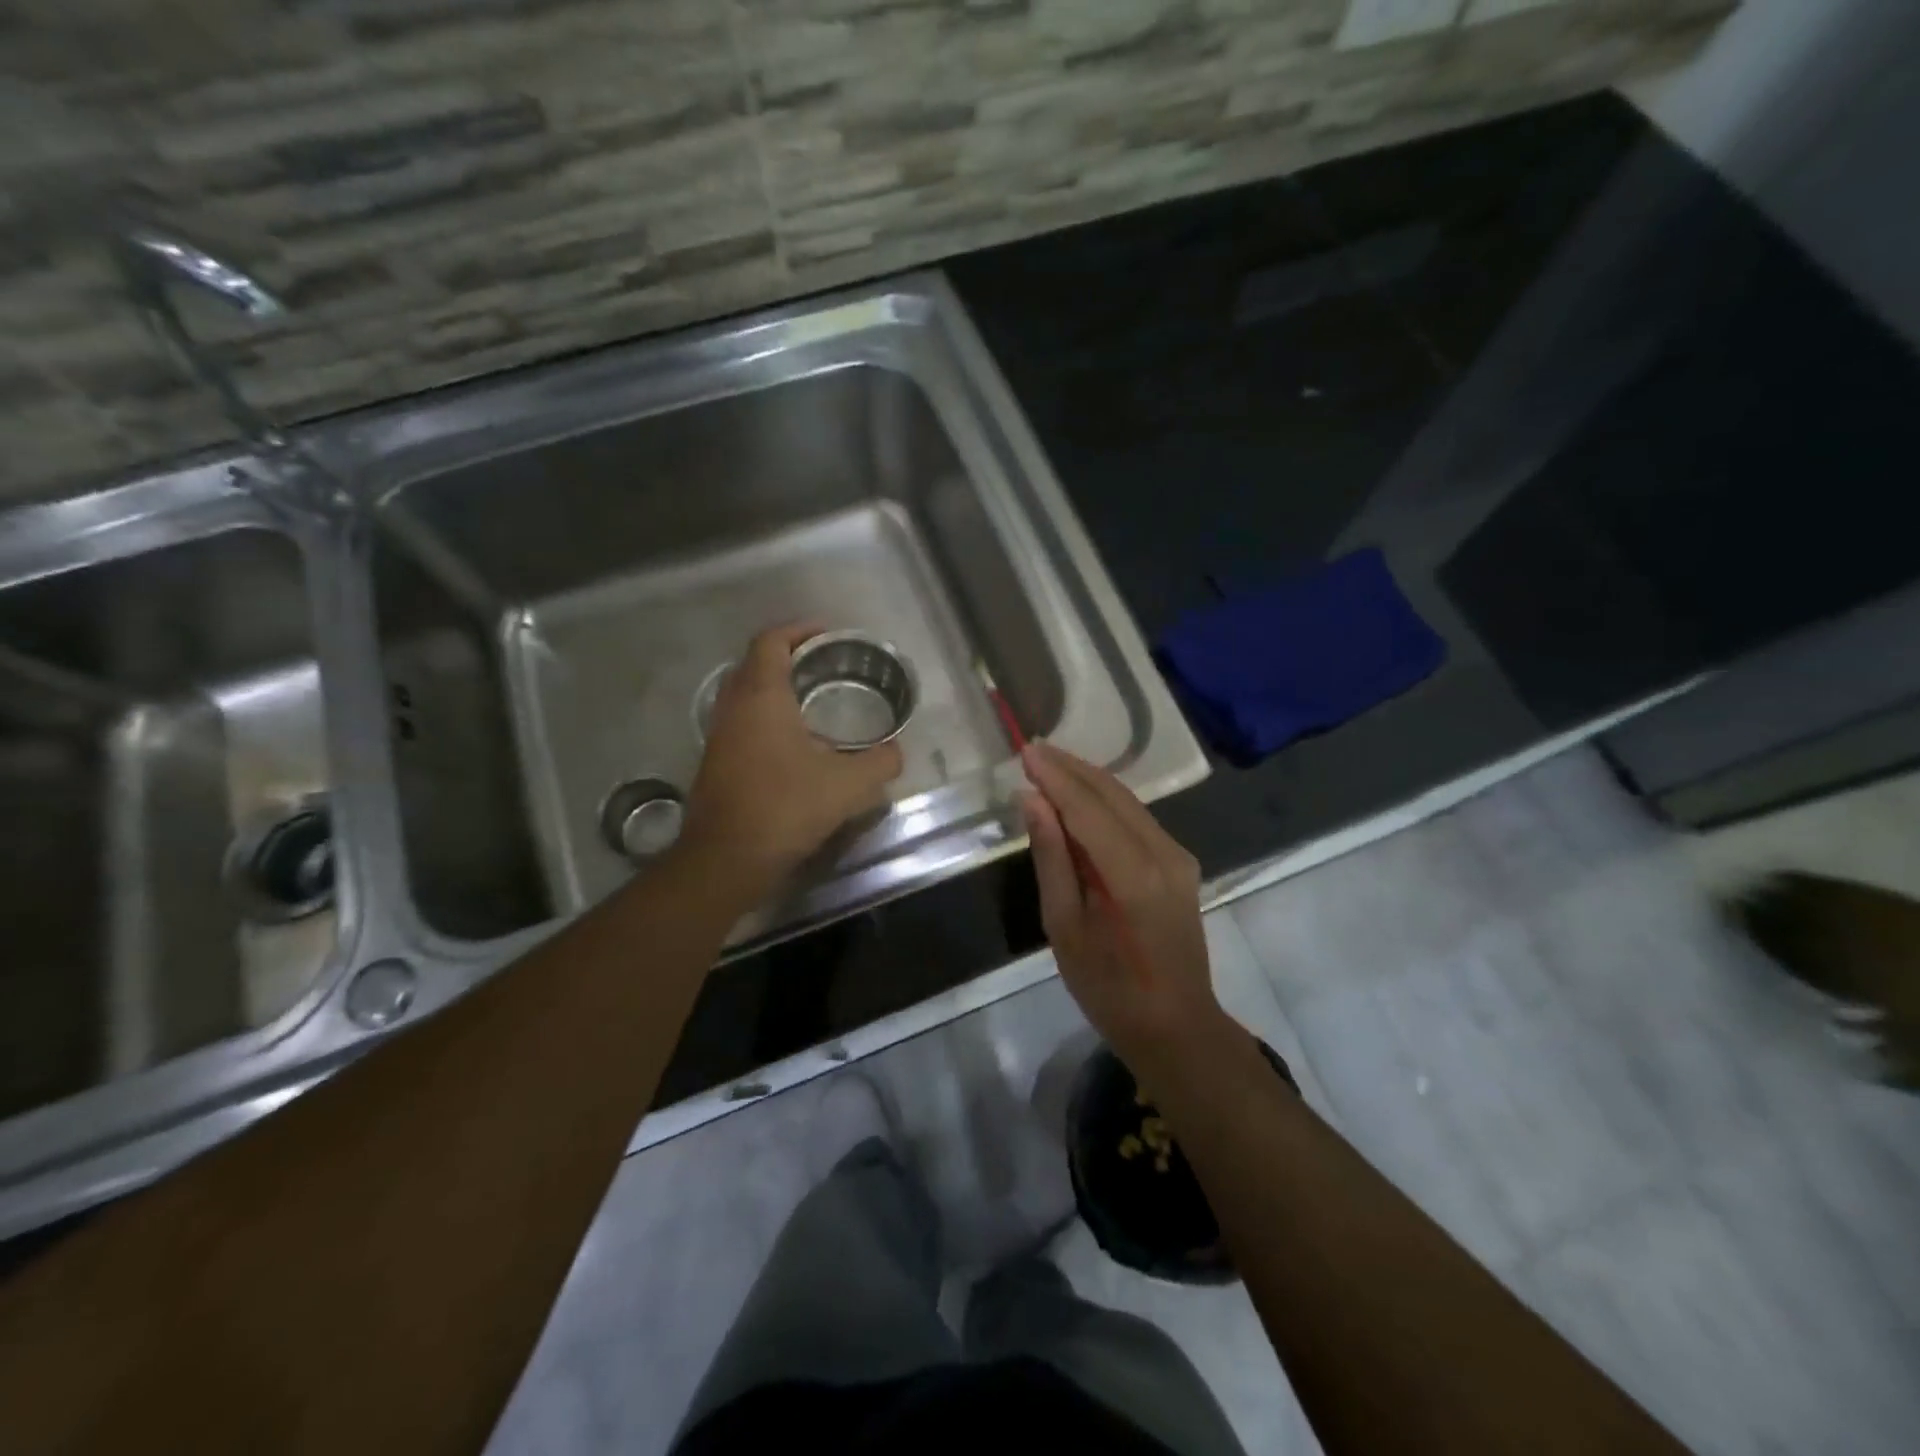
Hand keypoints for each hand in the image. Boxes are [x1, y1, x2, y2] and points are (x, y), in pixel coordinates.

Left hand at [681, 624, 903, 898]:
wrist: (726, 860)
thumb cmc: (785, 808)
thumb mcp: (848, 785)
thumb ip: (880, 762)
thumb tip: (896, 752)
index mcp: (761, 697)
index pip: (771, 641)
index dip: (799, 629)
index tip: (827, 634)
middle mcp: (734, 707)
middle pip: (755, 663)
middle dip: (789, 656)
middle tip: (825, 664)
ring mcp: (719, 735)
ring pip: (745, 694)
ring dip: (776, 688)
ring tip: (814, 700)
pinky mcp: (716, 762)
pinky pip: (742, 721)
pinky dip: (766, 716)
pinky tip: (795, 743)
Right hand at [1020, 741, 1227, 1078]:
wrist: (1176, 1026)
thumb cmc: (1108, 988)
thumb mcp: (1064, 927)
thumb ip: (1051, 858)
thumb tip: (1032, 800)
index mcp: (1132, 874)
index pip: (1087, 808)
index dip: (1055, 777)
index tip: (1026, 751)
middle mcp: (1163, 853)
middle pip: (1112, 794)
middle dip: (1071, 768)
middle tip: (1033, 749)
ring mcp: (1178, 856)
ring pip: (1128, 801)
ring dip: (1088, 780)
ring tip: (1050, 764)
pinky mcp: (1181, 863)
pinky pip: (1138, 819)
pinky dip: (1106, 801)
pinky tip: (1081, 797)